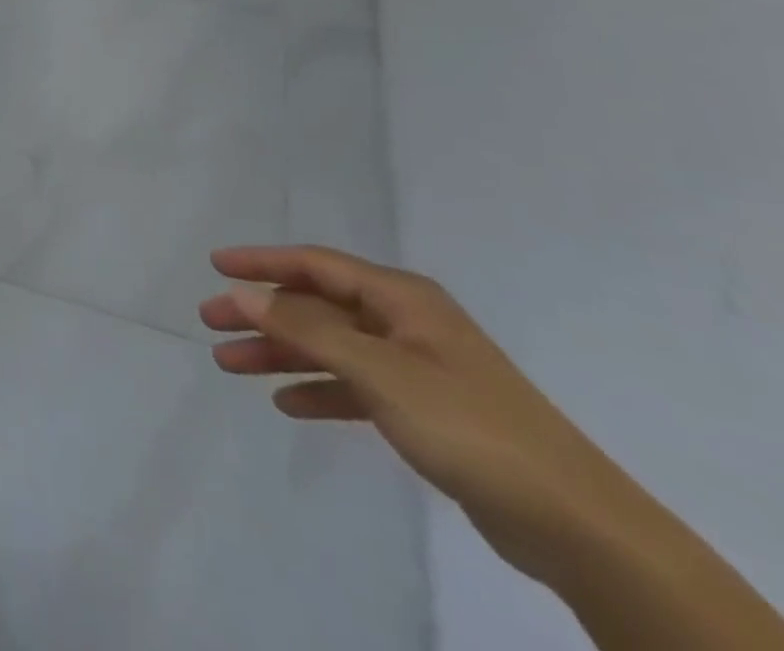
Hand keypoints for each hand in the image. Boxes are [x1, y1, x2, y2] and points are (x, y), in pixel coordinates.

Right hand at [201, 245, 624, 582]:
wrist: (574, 523)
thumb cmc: (468, 424)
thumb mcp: (378, 371)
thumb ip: (305, 329)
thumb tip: (241, 293)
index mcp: (400, 297)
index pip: (314, 264)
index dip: (261, 261)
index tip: (214, 264)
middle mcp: (405, 322)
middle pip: (316, 306)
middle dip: (262, 313)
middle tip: (210, 322)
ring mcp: (416, 366)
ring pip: (330, 347)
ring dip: (281, 353)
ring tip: (231, 365)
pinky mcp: (424, 410)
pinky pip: (354, 386)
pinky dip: (320, 390)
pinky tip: (287, 403)